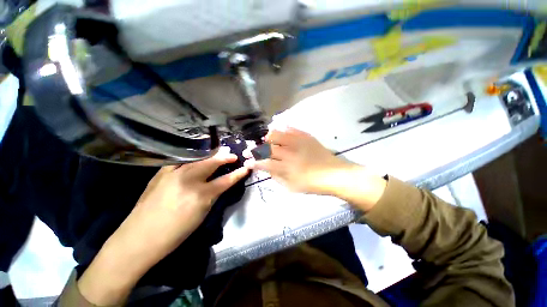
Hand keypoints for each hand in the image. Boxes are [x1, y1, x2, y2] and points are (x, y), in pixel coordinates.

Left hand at [78, 148, 248, 304]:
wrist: (138, 239)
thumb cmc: (174, 234)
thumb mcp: (200, 216)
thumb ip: (211, 196)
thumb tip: (220, 184)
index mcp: (200, 195)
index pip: (225, 180)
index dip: (237, 173)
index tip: (246, 167)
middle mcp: (188, 180)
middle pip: (211, 163)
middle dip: (224, 157)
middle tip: (233, 155)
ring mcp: (172, 174)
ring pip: (197, 159)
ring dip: (210, 155)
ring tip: (218, 152)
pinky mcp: (160, 173)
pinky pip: (181, 161)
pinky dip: (192, 158)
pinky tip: (196, 157)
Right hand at [245, 128, 385, 209]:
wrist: (334, 174)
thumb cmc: (313, 184)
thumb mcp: (292, 187)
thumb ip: (277, 177)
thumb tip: (268, 169)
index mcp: (285, 168)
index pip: (263, 163)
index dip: (253, 162)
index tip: (247, 162)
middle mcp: (288, 153)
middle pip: (267, 148)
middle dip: (254, 150)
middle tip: (250, 150)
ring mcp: (297, 142)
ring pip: (277, 134)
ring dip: (268, 137)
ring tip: (265, 139)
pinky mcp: (306, 137)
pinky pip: (292, 129)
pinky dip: (283, 128)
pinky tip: (280, 129)